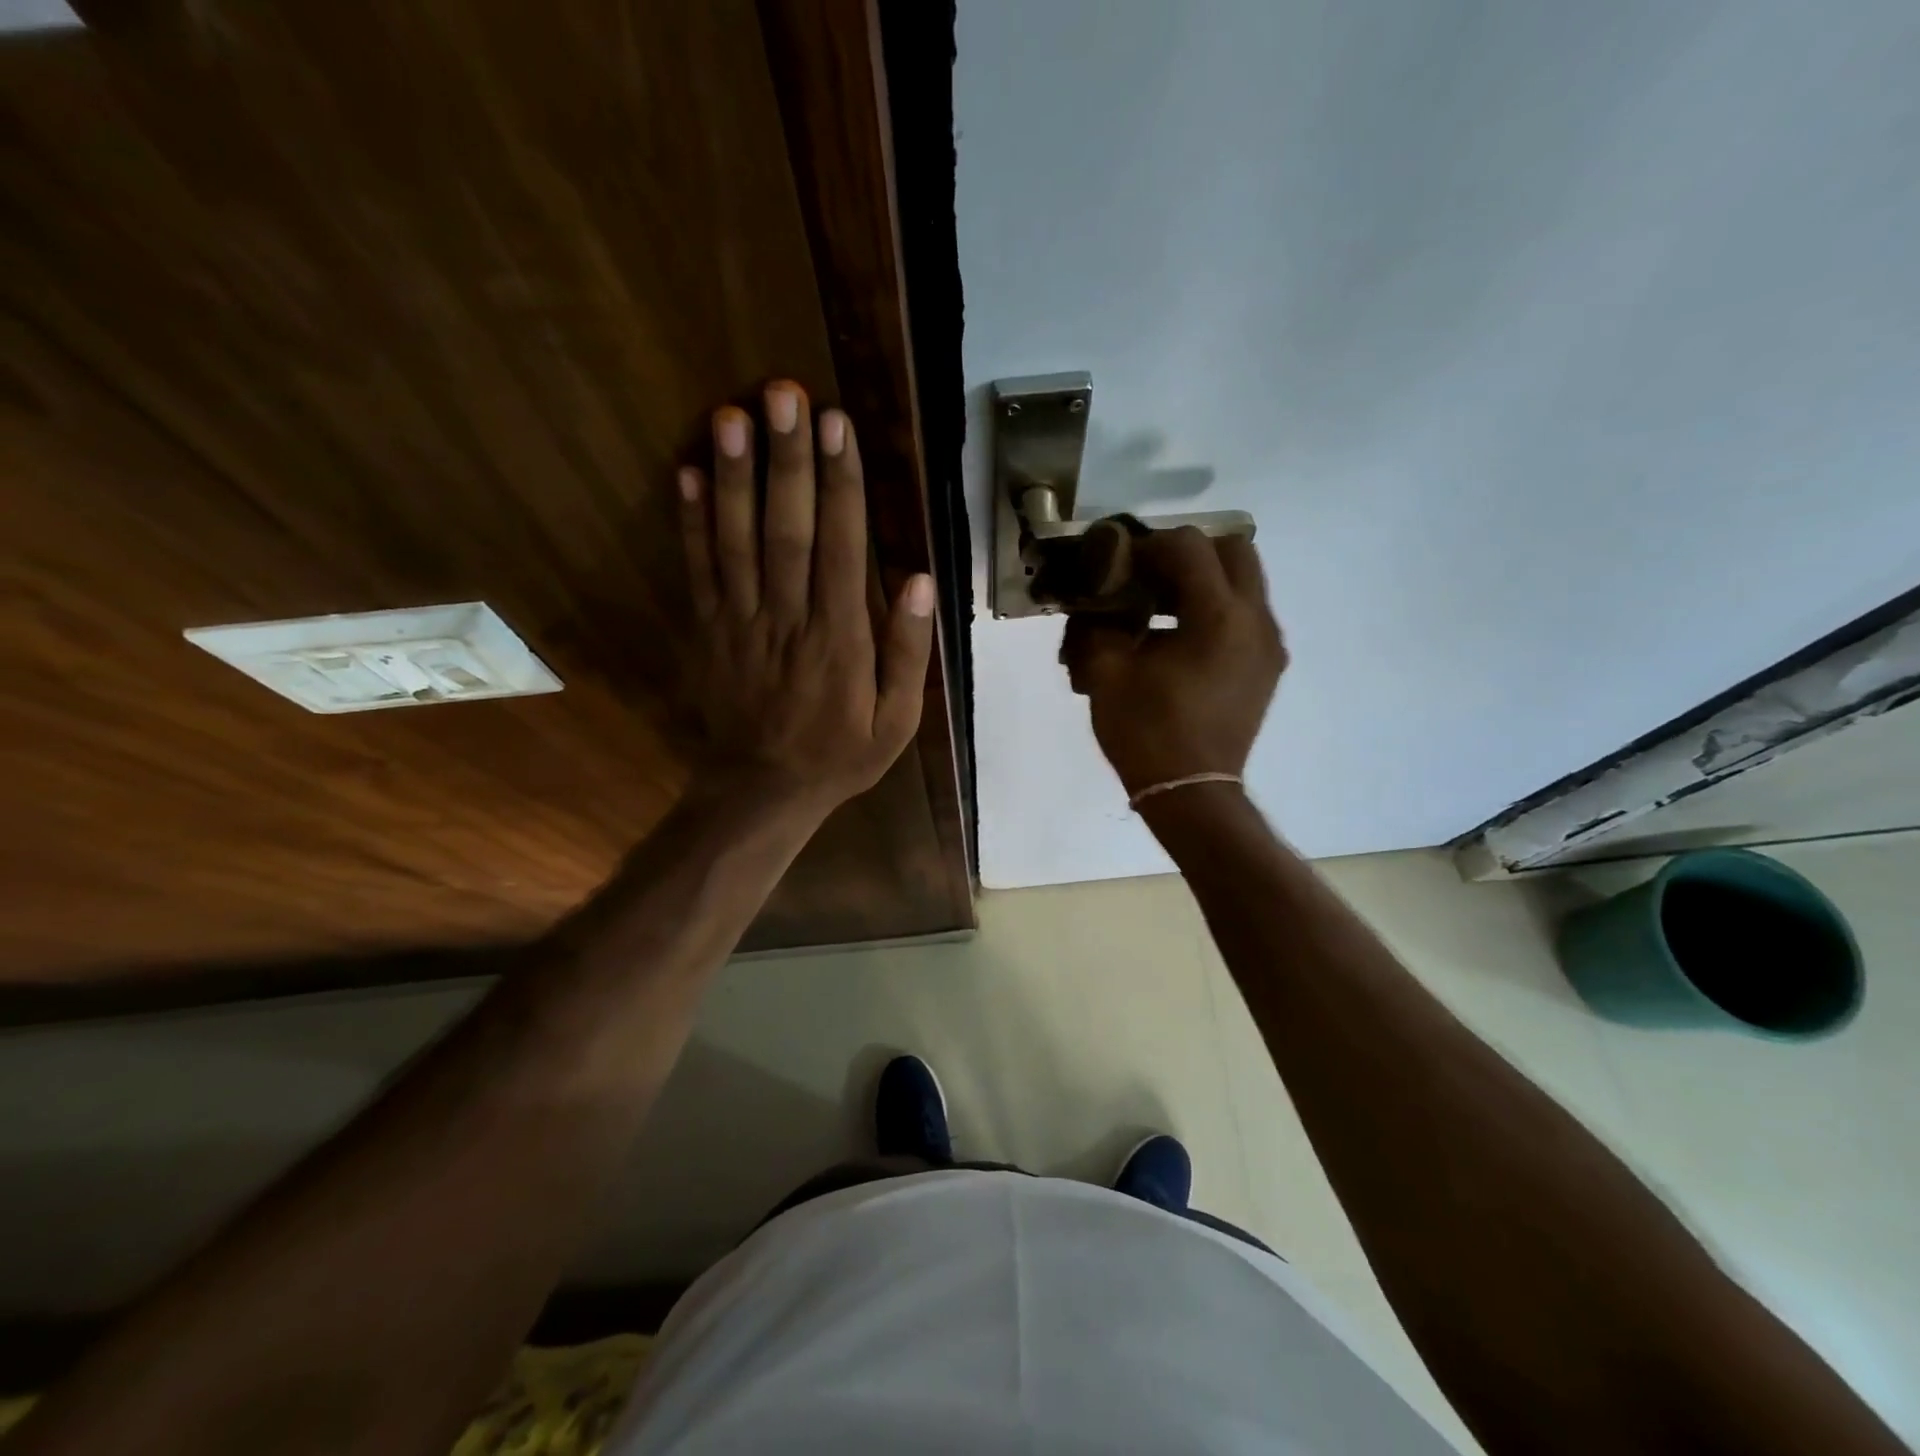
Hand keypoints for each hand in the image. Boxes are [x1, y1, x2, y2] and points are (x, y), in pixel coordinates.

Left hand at [678, 382, 934, 816]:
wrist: (763, 791)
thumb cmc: (839, 755)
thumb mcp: (896, 722)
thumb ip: (907, 652)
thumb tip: (920, 581)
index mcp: (839, 640)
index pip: (839, 548)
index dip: (839, 484)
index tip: (837, 427)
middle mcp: (787, 620)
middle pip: (785, 529)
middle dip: (786, 460)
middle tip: (783, 394)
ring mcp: (740, 623)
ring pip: (736, 540)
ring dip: (734, 476)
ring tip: (732, 414)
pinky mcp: (708, 630)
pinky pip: (698, 570)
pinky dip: (690, 521)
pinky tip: (688, 472)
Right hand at [1059, 527, 1284, 797]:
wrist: (1191, 794)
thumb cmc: (1147, 733)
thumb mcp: (1107, 672)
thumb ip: (1100, 622)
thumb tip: (1098, 600)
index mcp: (1219, 617)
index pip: (1189, 546)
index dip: (1148, 545)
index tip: (1119, 564)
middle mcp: (1256, 620)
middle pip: (1233, 551)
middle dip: (1188, 554)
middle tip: (1148, 576)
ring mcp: (1268, 645)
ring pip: (1244, 583)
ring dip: (1202, 582)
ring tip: (1158, 608)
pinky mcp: (1267, 667)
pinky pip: (1245, 616)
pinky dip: (1214, 611)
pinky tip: (1177, 639)